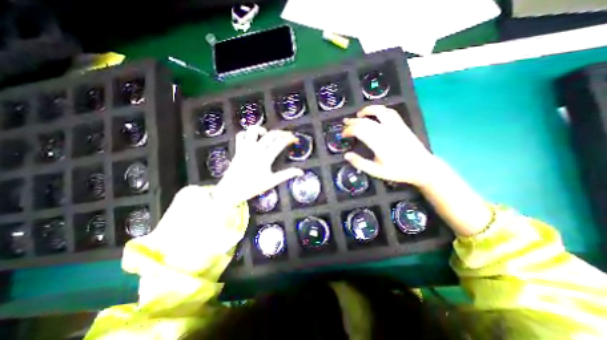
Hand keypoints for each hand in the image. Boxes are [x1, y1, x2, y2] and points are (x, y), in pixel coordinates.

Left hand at [213, 127, 303, 206]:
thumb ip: (287, 174)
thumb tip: (301, 172)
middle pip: (270, 135)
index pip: (280, 143)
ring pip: (253, 130)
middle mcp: (255, 149)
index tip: (295, 138)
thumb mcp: (272, 181)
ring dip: (262, 129)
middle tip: (288, 134)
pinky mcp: (238, 149)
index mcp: (265, 157)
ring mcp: (245, 148)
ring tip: (268, 134)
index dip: (289, 139)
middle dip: (281, 132)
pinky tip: (252, 138)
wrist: (231, 190)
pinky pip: (240, 135)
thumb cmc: (252, 187)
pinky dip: (247, 134)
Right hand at [341, 105, 435, 186]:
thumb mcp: (376, 171)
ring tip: (358, 114)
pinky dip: (380, 110)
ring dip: (367, 111)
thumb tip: (346, 155)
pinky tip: (375, 113)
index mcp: (378, 143)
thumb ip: (360, 163)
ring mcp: (395, 126)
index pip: (359, 130)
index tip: (343, 135)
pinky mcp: (402, 125)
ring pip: (379, 111)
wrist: (422, 167)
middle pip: (365, 121)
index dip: (348, 130)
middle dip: (352, 121)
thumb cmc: (397, 171)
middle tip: (344, 124)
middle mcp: (386, 131)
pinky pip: (390, 112)